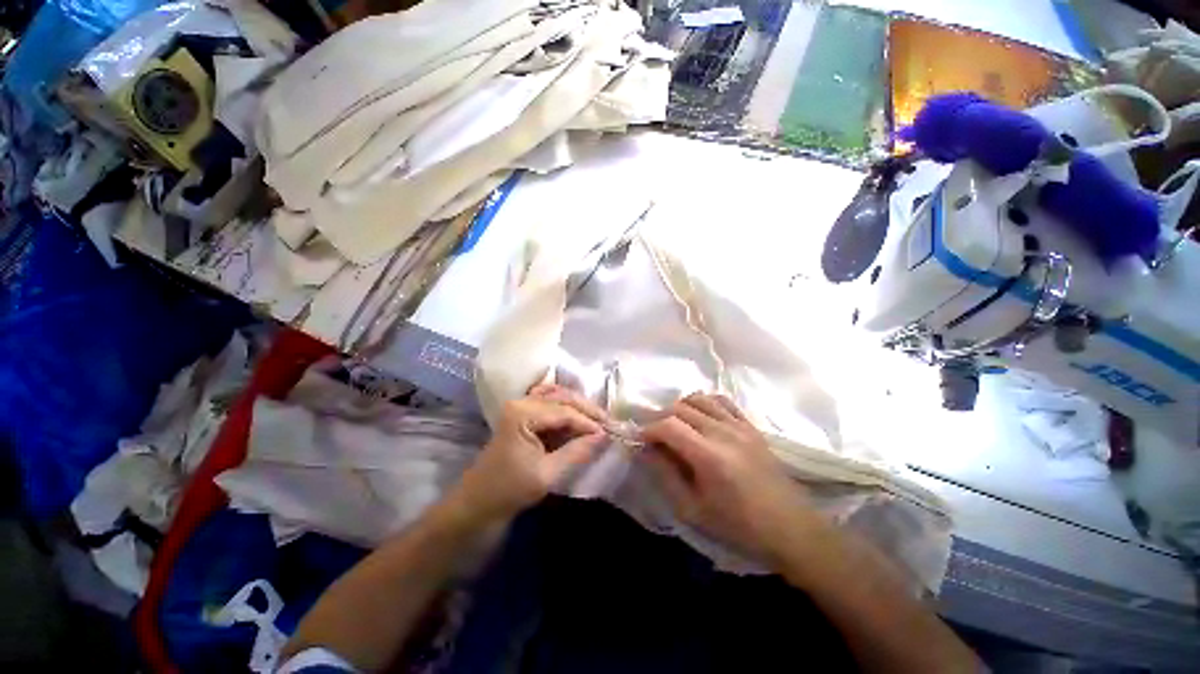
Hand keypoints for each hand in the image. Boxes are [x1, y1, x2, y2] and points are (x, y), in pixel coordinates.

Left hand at [449, 384, 607, 526]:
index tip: (609, 433)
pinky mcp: (523, 414)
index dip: (588, 422)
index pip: (564, 411)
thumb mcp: (547, 474)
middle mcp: (522, 402)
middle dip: (587, 410)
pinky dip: (566, 407)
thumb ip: (576, 451)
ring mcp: (521, 406)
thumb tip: (604, 436)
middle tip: (609, 423)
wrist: (477, 504)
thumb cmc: (509, 490)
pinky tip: (578, 415)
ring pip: (558, 397)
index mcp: (523, 413)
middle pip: (563, 398)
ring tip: (598, 420)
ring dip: (579, 407)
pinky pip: (549, 403)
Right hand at [640, 393, 817, 563]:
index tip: (640, 440)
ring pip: (699, 399)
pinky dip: (704, 403)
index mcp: (709, 455)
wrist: (790, 528)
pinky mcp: (750, 426)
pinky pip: (722, 401)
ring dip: (681, 408)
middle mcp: (723, 431)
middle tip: (656, 437)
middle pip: (681, 407)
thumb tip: (646, 449)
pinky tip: (700, 418)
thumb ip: (665, 475)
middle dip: (661, 418)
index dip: (648, 429)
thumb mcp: (693, 509)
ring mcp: (739, 425)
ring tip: (676, 427)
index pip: (668, 425)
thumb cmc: (738, 525)